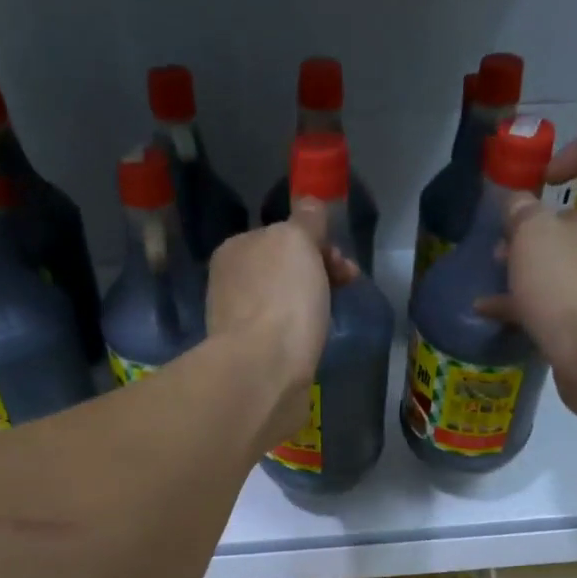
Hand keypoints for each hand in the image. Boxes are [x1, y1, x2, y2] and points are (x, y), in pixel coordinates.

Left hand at [206, 205, 359, 446]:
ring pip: (284, 303)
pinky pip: (282, 336)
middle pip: (284, 270)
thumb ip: (306, 220)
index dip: (318, 244)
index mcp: (235, 250)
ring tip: (328, 322)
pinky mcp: (250, 358)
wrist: (263, 372)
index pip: (282, 236)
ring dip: (310, 307)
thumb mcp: (297, 241)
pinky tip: (311, 345)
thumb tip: (309, 205)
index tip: (343, 264)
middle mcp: (230, 284)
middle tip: (346, 288)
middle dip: (318, 275)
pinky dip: (299, 336)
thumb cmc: (282, 299)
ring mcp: (238, 324)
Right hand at [475, 127, 576, 422]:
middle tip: (509, 232)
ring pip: (574, 254)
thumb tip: (518, 206)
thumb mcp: (532, 238)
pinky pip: (567, 295)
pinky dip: (532, 298)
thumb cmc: (573, 287)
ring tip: (495, 269)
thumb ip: (521, 213)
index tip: (548, 176)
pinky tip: (490, 311)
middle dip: (544, 218)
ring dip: (534, 259)